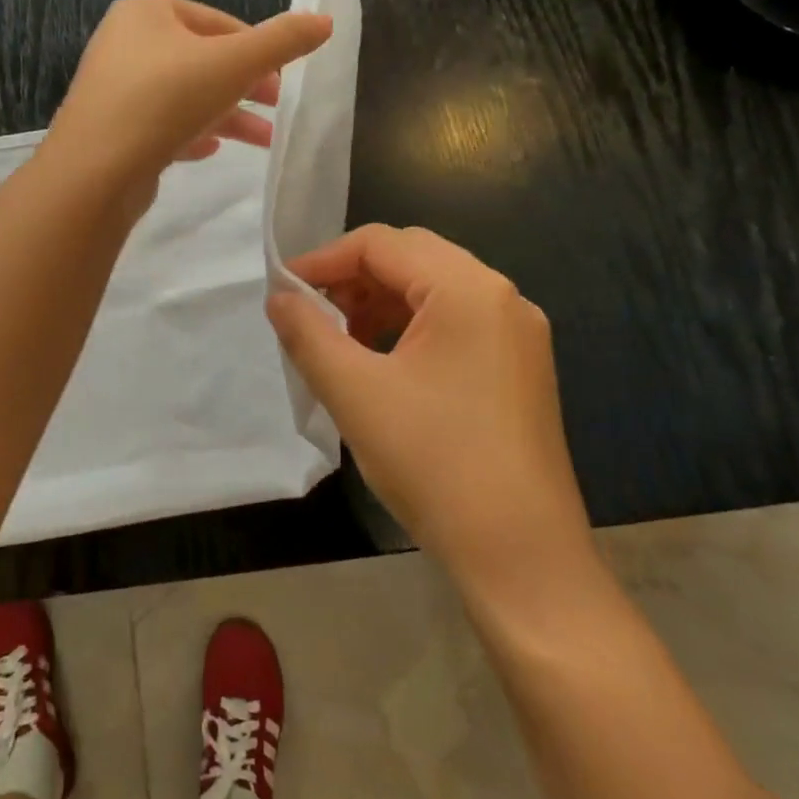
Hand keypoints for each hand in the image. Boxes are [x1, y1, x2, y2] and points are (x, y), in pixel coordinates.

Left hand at [45, 0, 331, 212]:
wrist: (95, 169)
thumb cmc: (166, 99)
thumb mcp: (234, 63)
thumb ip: (282, 41)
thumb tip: (325, 21)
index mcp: (147, 13)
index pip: (217, 22)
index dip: (257, 48)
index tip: (284, 76)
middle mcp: (124, 43)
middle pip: (200, 60)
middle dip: (245, 86)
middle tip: (279, 108)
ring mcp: (113, 89)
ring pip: (183, 96)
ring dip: (226, 115)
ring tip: (262, 140)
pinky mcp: (110, 129)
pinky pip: (159, 125)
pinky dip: (190, 133)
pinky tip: (210, 151)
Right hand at [266, 225, 595, 598]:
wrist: (520, 555)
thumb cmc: (433, 462)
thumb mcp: (354, 391)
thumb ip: (308, 333)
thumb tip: (278, 297)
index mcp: (468, 290)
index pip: (382, 244)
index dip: (324, 260)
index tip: (282, 291)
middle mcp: (502, 297)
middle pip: (413, 258)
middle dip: (353, 278)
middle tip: (310, 312)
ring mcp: (518, 333)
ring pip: (434, 290)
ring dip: (380, 302)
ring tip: (341, 339)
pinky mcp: (519, 367)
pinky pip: (455, 323)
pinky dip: (410, 328)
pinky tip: (384, 363)